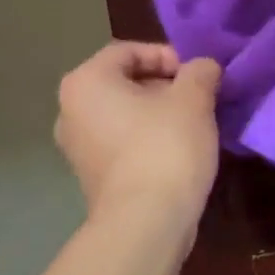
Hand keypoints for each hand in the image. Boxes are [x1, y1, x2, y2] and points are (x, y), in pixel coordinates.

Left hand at [55, 43, 221, 230]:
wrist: (146, 223)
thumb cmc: (165, 147)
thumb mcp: (194, 98)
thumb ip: (200, 71)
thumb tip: (203, 68)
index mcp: (86, 82)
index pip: (130, 51)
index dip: (168, 56)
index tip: (197, 75)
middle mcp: (71, 111)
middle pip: (126, 82)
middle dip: (166, 85)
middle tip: (200, 98)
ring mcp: (78, 147)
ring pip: (127, 114)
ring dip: (161, 113)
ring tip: (196, 124)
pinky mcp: (92, 177)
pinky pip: (124, 143)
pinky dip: (150, 139)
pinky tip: (180, 151)